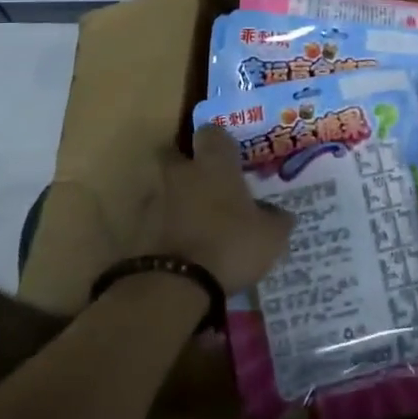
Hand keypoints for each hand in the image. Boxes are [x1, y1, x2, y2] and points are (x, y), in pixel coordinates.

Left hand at [131, 125, 292, 293]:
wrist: (173, 286)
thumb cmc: (230, 246)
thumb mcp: (271, 237)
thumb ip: (276, 219)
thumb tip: (281, 214)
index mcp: (214, 164)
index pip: (212, 132)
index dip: (220, 142)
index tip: (230, 155)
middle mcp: (180, 173)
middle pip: (175, 153)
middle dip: (186, 164)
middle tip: (205, 183)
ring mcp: (153, 200)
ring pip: (161, 187)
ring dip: (173, 198)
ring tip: (192, 221)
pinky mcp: (136, 230)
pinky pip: (152, 220)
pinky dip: (162, 228)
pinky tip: (178, 247)